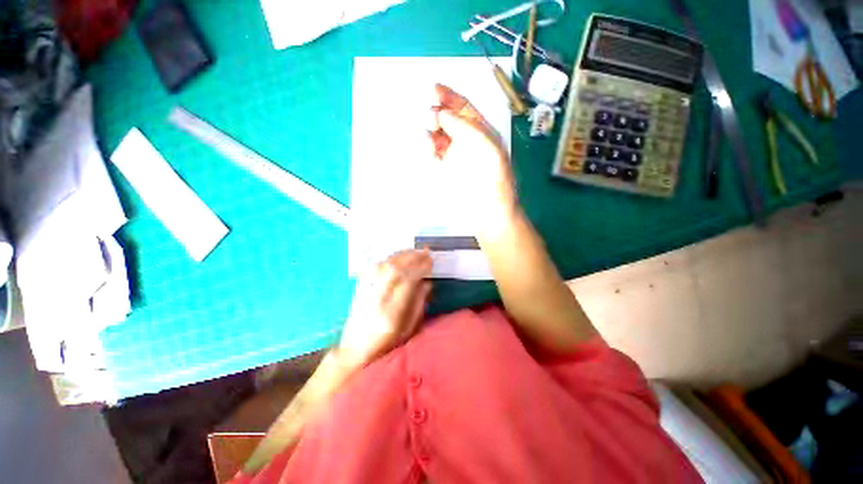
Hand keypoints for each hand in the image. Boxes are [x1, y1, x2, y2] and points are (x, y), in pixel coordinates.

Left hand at [338, 250, 432, 369]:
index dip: (420, 268)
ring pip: (383, 265)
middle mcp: (376, 299)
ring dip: (400, 255)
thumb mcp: (409, 330)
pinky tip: (397, 257)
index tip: (430, 261)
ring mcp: (365, 292)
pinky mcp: (359, 288)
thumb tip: (427, 282)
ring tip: (414, 251)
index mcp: (391, 314)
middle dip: (411, 257)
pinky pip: (374, 267)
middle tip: (425, 252)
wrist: (353, 351)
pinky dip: (388, 259)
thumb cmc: (386, 345)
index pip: (406, 282)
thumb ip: (419, 304)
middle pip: (393, 270)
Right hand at [427, 84, 518, 229]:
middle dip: (436, 112)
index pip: (463, 107)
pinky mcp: (444, 170)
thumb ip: (465, 127)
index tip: (432, 89)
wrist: (488, 211)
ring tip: (429, 136)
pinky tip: (429, 149)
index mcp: (482, 131)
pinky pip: (432, 153)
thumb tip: (442, 113)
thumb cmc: (494, 180)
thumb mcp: (487, 147)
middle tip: (429, 116)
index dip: (448, 96)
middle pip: (447, 119)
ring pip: (437, 135)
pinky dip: (427, 147)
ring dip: (430, 130)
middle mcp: (467, 140)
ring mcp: (454, 155)